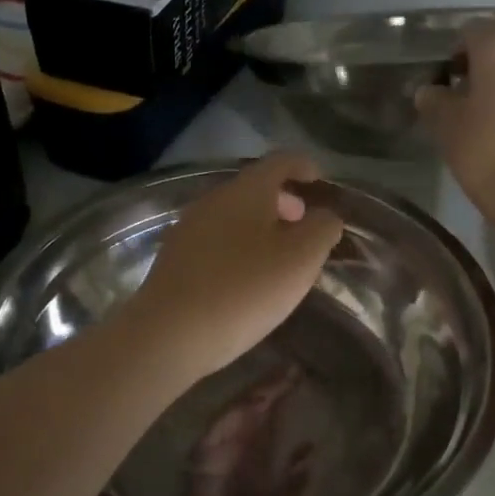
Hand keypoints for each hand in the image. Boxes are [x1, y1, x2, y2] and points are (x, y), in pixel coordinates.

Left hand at [121, 153, 344, 381]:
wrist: (169, 334)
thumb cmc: (245, 289)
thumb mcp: (302, 259)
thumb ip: (322, 229)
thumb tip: (325, 216)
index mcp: (247, 191)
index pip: (280, 161)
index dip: (303, 166)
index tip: (319, 180)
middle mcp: (214, 200)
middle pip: (254, 188)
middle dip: (283, 201)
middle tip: (303, 226)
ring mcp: (188, 228)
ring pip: (234, 216)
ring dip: (261, 227)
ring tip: (279, 258)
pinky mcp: (175, 259)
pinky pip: (216, 240)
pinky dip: (239, 247)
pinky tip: (246, 279)